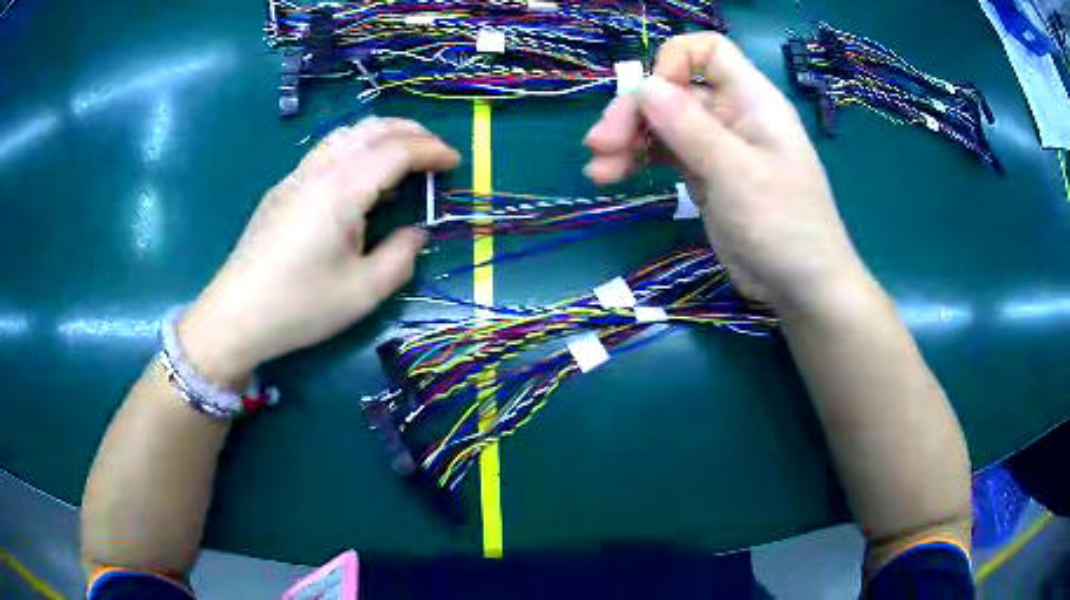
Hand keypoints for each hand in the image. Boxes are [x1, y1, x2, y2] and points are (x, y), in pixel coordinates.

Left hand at [178, 118, 460, 384]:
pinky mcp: (283, 188)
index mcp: (342, 190)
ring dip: (382, 134)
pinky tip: (361, 176)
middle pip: (371, 129)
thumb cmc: (300, 306)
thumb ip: (400, 256)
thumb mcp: (363, 292)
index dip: (431, 150)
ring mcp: (297, 176)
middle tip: (436, 150)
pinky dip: (356, 147)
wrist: (236, 315)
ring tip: (403, 156)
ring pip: (347, 134)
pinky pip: (327, 150)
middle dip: (410, 131)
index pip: (396, 150)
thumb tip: (415, 232)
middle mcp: (320, 170)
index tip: (455, 162)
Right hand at [584, 33, 866, 309]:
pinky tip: (611, 177)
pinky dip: (638, 160)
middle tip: (599, 146)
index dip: (674, 63)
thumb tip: (643, 85)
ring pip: (663, 121)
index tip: (653, 100)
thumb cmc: (783, 226)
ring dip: (627, 138)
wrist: (802, 287)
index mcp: (751, 99)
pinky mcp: (706, 174)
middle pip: (672, 89)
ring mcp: (717, 145)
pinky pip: (665, 153)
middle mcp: (732, 114)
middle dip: (634, 111)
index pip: (708, 51)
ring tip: (599, 170)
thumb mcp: (736, 173)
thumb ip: (689, 126)